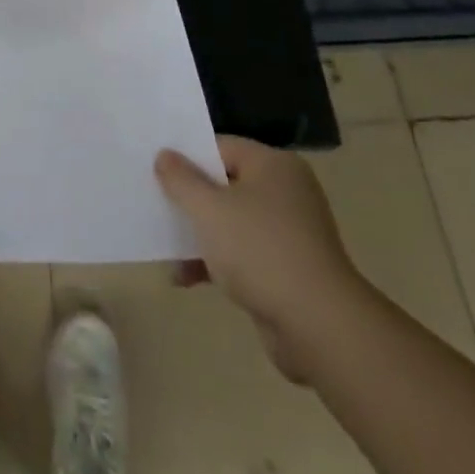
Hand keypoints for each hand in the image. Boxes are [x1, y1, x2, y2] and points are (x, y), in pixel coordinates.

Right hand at [156, 136, 367, 382]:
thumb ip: (181, 179)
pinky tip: (185, 278)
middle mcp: (286, 192)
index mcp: (273, 166)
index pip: (221, 147)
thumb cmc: (260, 250)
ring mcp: (289, 233)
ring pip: (232, 222)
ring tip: (164, 246)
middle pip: (225, 184)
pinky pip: (244, 255)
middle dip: (191, 199)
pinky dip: (217, 263)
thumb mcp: (208, 209)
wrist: (318, 327)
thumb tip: (164, 155)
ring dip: (200, 235)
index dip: (187, 156)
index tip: (157, 169)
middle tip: (156, 203)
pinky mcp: (288, 270)